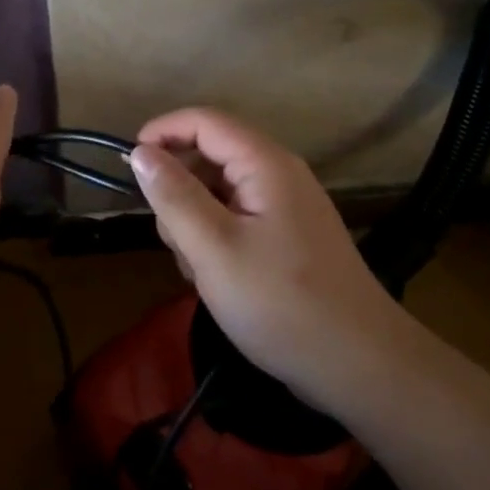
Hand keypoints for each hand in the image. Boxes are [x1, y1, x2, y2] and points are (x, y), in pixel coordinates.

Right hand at [130, 108, 407, 414]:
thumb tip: (141, 152)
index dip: (162, 132)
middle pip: (209, 157)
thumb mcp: (214, 249)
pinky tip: (219, 281)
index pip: (204, 121)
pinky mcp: (286, 237)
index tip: (129, 165)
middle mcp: (278, 175)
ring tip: (201, 272)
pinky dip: (216, 241)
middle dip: (180, 192)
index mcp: (265, 164)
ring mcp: (285, 207)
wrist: (360, 368)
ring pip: (217, 193)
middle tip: (175, 241)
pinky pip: (235, 219)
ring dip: (195, 224)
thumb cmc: (282, 303)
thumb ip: (174, 196)